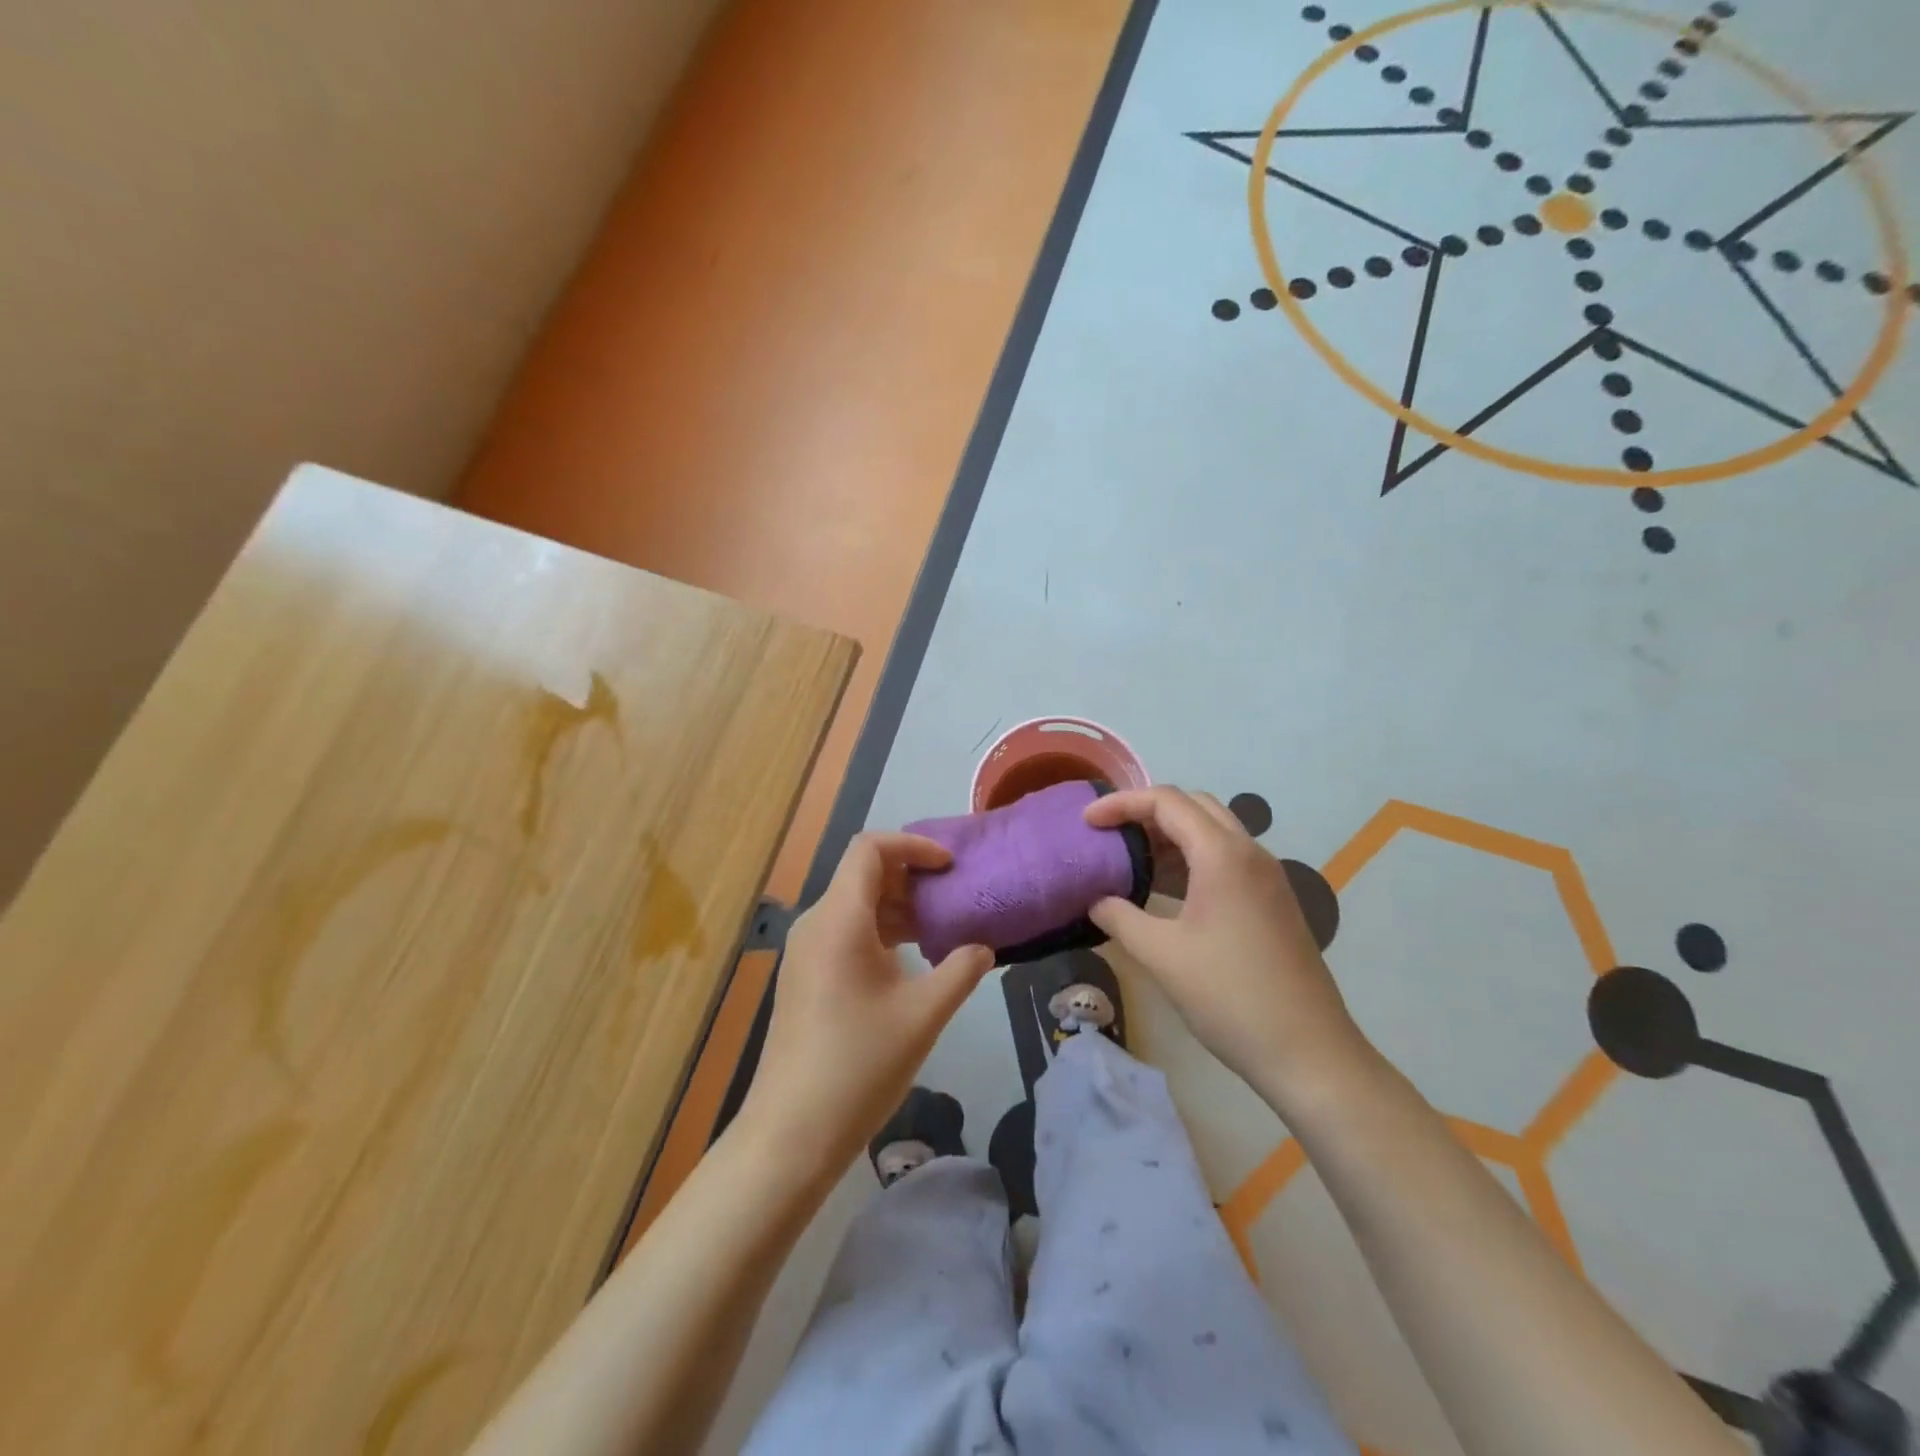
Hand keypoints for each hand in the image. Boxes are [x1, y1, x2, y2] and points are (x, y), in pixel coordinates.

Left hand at [735, 834, 992, 1180]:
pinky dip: (879, 931)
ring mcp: (805, 951)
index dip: (913, 845)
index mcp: (839, 919)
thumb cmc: (859, 1066)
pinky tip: (909, 963)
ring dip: (897, 907)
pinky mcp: (804, 976)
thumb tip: (984, 948)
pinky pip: (844, 931)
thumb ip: (961, 971)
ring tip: (940, 930)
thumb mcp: (923, 1015)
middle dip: (910, 877)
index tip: (950, 867)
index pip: (870, 849)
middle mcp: (816, 924)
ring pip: (854, 904)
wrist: (791, 1132)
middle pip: (862, 874)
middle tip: (953, 898)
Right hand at [1084, 787, 1373, 1106]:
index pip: (1167, 801)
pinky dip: (1191, 859)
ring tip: (1131, 861)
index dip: (1121, 803)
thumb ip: (1120, 918)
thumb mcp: (1162, 955)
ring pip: (1213, 832)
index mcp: (1222, 855)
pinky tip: (1167, 892)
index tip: (1087, 822)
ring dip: (1171, 836)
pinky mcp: (1273, 901)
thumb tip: (1096, 901)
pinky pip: (1227, 859)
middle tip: (1111, 834)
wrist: (1309, 1053)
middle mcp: (1249, 853)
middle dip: (1148, 811)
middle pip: (1194, 806)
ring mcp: (1267, 877)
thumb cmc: (1230, 997)